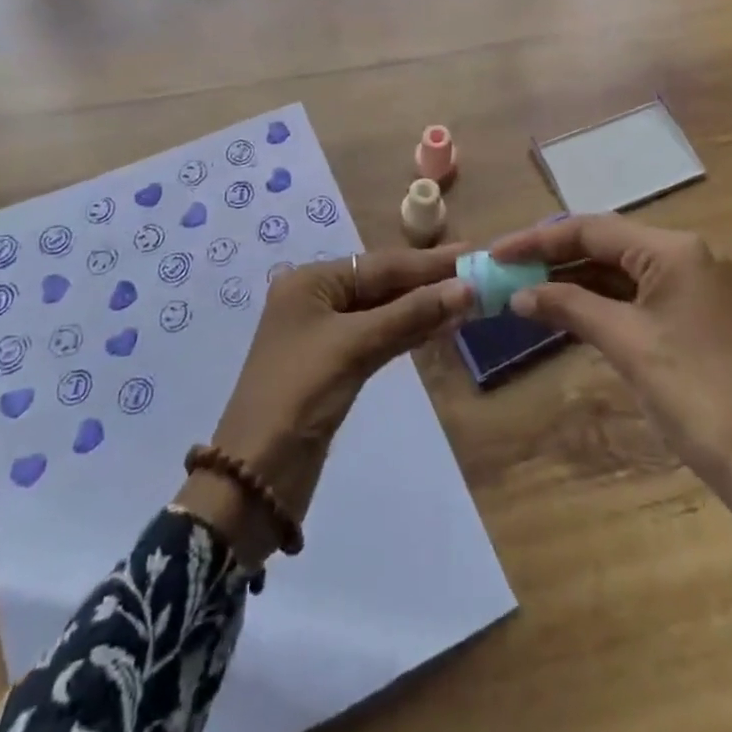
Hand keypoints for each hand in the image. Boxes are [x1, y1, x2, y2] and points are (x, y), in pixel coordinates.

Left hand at [178, 247, 473, 564]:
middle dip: (428, 283)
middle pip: (382, 284)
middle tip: (478, 275)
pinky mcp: (334, 366)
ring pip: (383, 311)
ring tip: (469, 299)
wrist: (254, 479)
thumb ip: (410, 315)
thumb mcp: (354, 348)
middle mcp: (316, 299)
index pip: (381, 264)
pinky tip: (439, 328)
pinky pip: (379, 337)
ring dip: (423, 308)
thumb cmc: (299, 397)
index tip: (472, 251)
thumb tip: (466, 288)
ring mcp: (324, 334)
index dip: (428, 262)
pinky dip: (409, 332)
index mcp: (310, 282)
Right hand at [493, 215, 731, 606]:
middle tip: (507, 271)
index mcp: (674, 249)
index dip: (540, 240)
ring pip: (621, 270)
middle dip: (555, 257)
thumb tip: (519, 294)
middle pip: (607, 244)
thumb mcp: (625, 344)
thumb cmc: (694, 394)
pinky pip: (638, 294)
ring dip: (576, 279)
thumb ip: (569, 307)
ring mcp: (694, 284)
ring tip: (526, 289)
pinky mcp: (695, 314)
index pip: (593, 229)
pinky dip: (601, 300)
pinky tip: (567, 309)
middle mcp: (687, 255)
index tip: (497, 253)